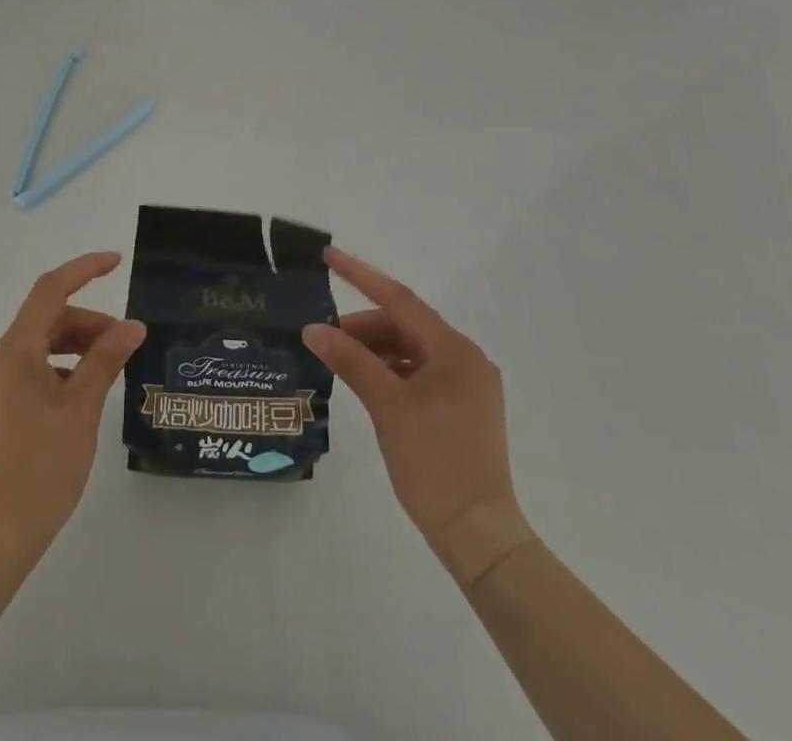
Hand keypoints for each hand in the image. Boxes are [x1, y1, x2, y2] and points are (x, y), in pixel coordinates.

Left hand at [0, 251, 145, 561]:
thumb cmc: (40, 467)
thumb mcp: (81, 409)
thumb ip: (106, 359)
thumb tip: (132, 327)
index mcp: (13, 351)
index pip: (50, 291)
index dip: (84, 270)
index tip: (116, 262)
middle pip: (46, 321)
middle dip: (88, 324)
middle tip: (125, 343)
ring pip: (39, 347)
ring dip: (75, 348)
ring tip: (109, 370)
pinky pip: (29, 371)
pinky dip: (59, 370)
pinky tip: (82, 395)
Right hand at [304, 248, 536, 586]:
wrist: (478, 535)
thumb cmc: (434, 462)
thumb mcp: (387, 406)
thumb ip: (350, 360)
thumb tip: (313, 329)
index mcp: (455, 350)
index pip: (400, 299)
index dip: (361, 275)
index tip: (329, 256)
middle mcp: (466, 359)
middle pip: (406, 326)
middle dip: (364, 326)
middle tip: (325, 336)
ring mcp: (468, 386)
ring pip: (412, 351)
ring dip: (376, 350)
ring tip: (340, 360)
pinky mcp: (463, 410)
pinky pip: (421, 374)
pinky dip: (392, 372)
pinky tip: (367, 382)